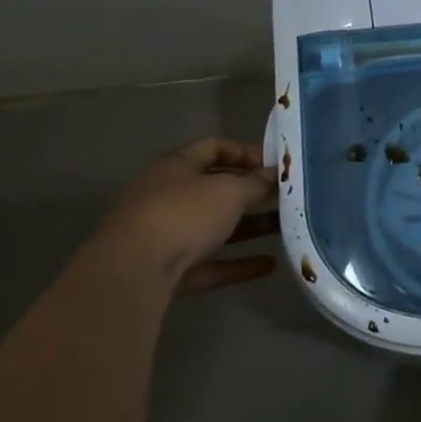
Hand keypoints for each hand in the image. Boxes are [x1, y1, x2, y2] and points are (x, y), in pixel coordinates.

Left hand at [87, 138, 278, 292]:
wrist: (133, 274)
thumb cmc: (183, 215)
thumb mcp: (229, 191)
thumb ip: (256, 182)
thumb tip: (275, 175)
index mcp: (176, 167)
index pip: (215, 148)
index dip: (247, 152)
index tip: (277, 165)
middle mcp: (169, 197)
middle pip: (217, 189)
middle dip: (253, 192)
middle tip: (287, 196)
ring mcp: (168, 235)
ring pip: (216, 227)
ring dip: (251, 227)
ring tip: (286, 227)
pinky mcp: (171, 271)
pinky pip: (212, 262)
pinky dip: (239, 262)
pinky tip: (270, 265)